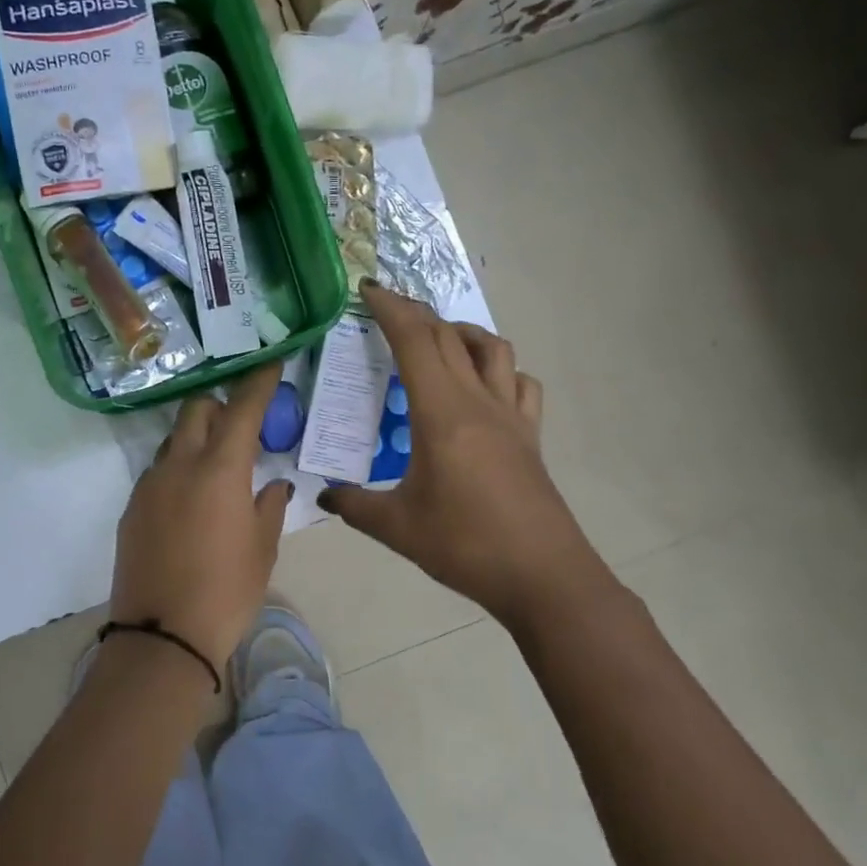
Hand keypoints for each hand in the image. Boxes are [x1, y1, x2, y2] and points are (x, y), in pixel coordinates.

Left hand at [110, 365, 291, 665]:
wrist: (162, 636)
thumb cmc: (227, 591)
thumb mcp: (262, 549)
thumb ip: (269, 506)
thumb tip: (273, 484)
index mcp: (220, 469)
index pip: (242, 409)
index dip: (258, 382)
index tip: (270, 363)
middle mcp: (180, 465)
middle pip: (196, 410)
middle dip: (219, 405)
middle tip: (241, 424)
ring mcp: (150, 484)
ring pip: (174, 439)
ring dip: (196, 438)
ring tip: (216, 466)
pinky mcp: (132, 507)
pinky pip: (158, 471)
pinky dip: (178, 469)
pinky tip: (191, 499)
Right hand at [320, 281, 602, 621]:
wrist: (543, 576)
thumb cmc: (465, 545)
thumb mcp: (397, 527)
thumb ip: (354, 505)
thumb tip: (323, 495)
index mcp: (441, 413)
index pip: (415, 342)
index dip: (390, 309)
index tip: (367, 290)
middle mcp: (478, 401)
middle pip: (449, 336)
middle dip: (416, 312)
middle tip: (387, 307)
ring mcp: (511, 416)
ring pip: (492, 349)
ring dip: (461, 331)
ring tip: (436, 339)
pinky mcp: (530, 436)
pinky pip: (520, 383)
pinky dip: (499, 369)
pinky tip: (483, 386)